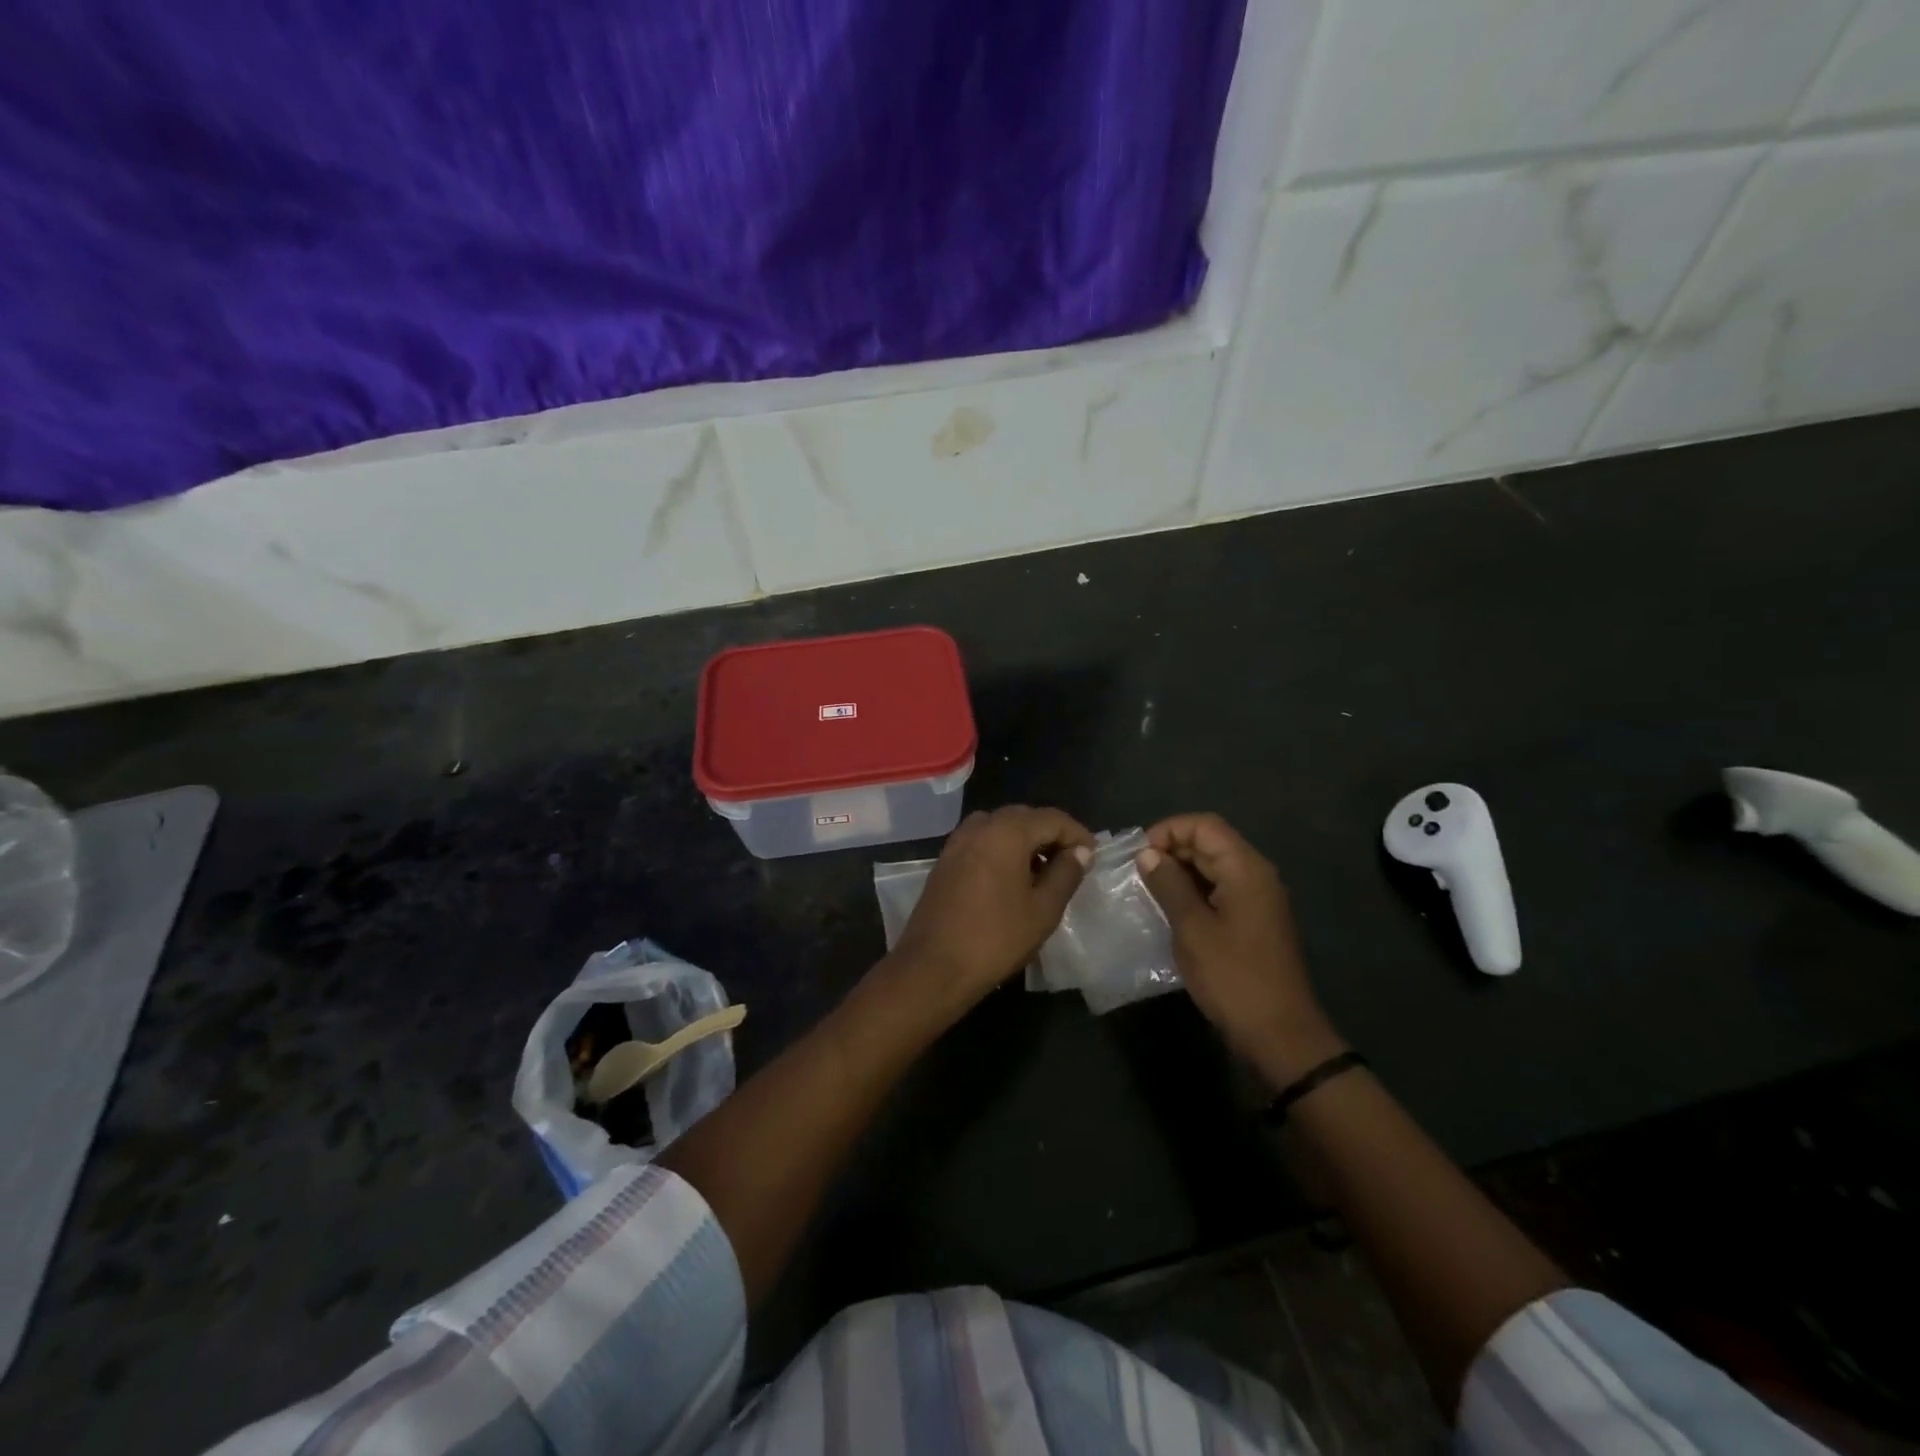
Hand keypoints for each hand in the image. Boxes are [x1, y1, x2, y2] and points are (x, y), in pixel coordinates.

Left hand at [890, 806, 1094, 1013]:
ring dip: (1025, 841)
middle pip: (1024, 817)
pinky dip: (1002, 849)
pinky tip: (1012, 879)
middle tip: (1071, 863)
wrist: (933, 966)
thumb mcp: (1043, 909)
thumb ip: (1066, 874)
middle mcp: (980, 826)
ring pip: (1001, 827)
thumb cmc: (996, 938)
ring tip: (1043, 872)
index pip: (1052, 818)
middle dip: (1050, 834)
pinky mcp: (945, 860)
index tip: (1093, 856)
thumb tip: (1080, 851)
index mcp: (1007, 831)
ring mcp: (957, 841)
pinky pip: (982, 841)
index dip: (1077, 834)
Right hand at [1138, 813, 1343, 1084]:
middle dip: (1172, 850)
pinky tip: (1171, 910)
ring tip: (1148, 890)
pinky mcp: (1255, 920)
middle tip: (1137, 874)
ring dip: (1181, 871)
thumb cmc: (1233, 977)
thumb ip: (1168, 885)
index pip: (1204, 825)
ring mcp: (1258, 898)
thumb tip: (1147, 855)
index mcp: (1246, 869)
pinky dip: (1194, 891)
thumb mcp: (1192, 928)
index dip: (1168, 831)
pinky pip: (1221, 889)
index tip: (1139, 855)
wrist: (1279, 1034)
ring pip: (1214, 866)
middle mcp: (1256, 875)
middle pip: (1211, 842)